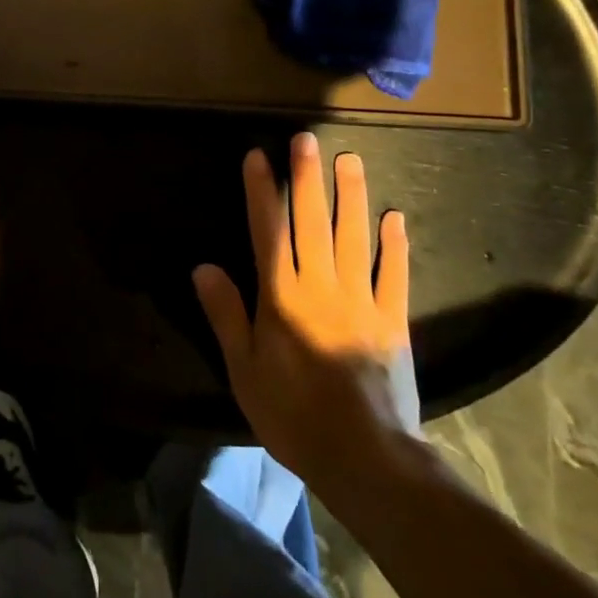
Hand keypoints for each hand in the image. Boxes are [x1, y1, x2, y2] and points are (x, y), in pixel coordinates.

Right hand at [193, 132, 421, 495]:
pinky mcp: (393, 320)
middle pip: (312, 222)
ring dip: (351, 196)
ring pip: (354, 237)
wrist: (365, 458)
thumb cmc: (294, 415)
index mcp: (282, 297)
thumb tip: (203, 267)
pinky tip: (394, 218)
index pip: (268, 231)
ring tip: (350, 159)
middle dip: (306, 178)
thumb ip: (226, 315)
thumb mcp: (245, 370)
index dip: (261, 192)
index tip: (258, 156)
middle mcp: (320, 286)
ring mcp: (361, 300)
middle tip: (306, 139)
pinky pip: (393, 275)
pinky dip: (394, 246)